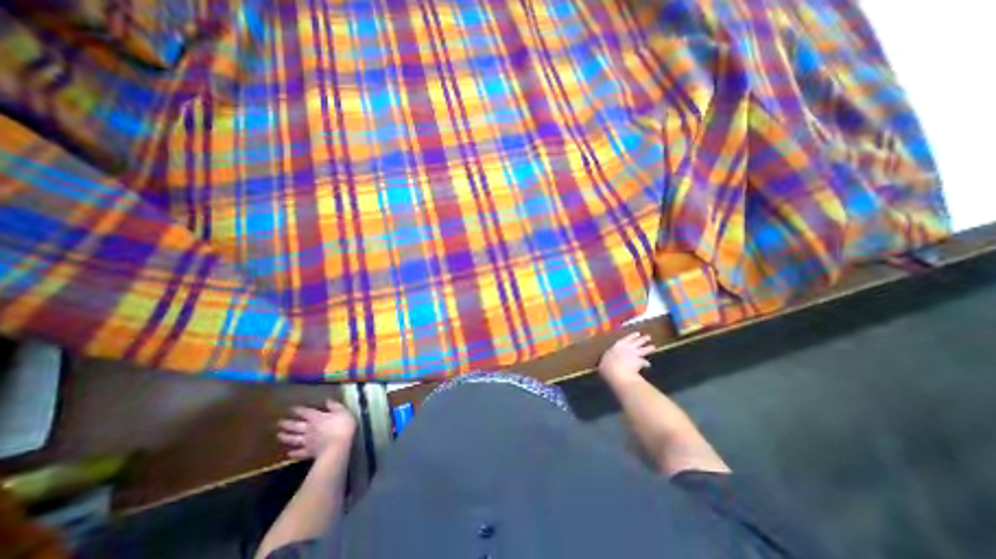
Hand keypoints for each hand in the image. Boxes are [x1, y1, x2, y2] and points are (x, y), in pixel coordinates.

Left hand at [278, 399, 354, 460]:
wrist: (338, 446)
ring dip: (286, 437)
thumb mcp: (342, 412)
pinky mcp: (309, 452)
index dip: (298, 410)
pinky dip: (293, 453)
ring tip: (279, 435)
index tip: (291, 408)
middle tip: (279, 422)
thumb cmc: (342, 426)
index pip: (306, 412)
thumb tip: (328, 400)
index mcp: (317, 418)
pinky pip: (299, 453)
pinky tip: (289, 454)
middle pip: (296, 426)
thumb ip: (335, 406)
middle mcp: (309, 429)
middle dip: (287, 424)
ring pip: (294, 439)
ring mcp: (308, 441)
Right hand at [595, 331, 659, 382]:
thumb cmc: (607, 367)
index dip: (631, 337)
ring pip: (643, 350)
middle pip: (636, 342)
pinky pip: (645, 362)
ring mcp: (634, 355)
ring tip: (653, 347)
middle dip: (642, 339)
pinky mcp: (639, 362)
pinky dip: (646, 363)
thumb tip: (607, 364)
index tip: (637, 334)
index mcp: (616, 347)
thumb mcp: (605, 362)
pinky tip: (649, 365)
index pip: (625, 339)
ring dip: (648, 348)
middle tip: (648, 337)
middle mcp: (626, 348)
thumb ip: (608, 360)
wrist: (617, 373)